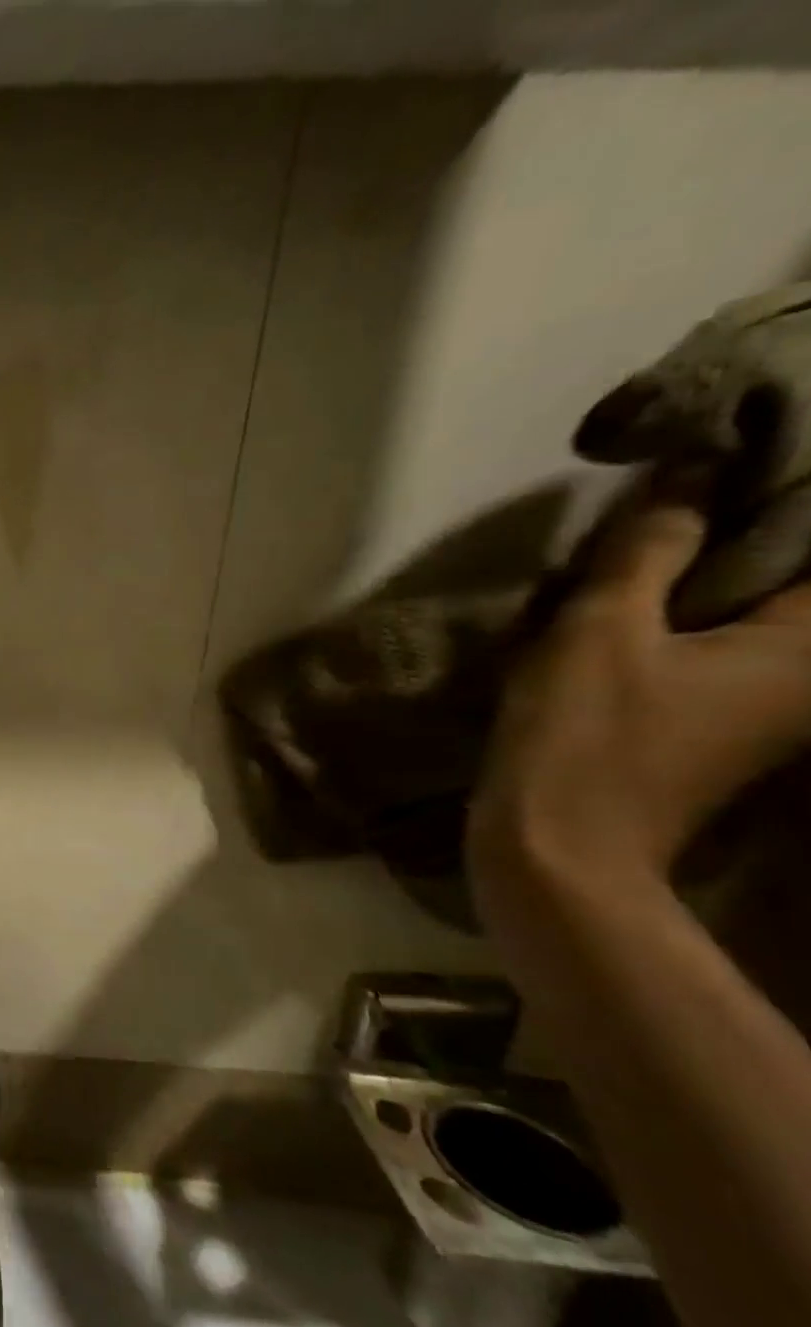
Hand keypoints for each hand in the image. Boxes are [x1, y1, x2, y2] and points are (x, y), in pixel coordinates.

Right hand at [470, 500, 810, 888]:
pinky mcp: (719, 723)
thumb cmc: (585, 738)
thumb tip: (685, 474)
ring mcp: (769, 702)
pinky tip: (630, 603)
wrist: (558, 847)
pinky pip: (720, 642)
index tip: (717, 459)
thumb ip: (644, 552)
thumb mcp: (600, 633)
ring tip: (640, 543)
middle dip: (739, 527)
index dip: (777, 487)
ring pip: (753, 607)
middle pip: (794, 573)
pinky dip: (685, 613)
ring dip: (704, 572)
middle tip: (668, 497)